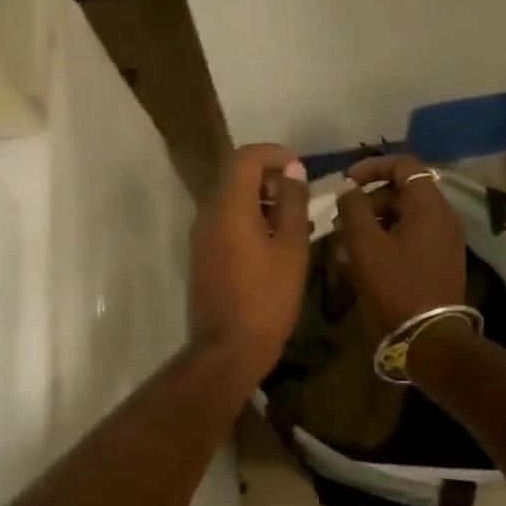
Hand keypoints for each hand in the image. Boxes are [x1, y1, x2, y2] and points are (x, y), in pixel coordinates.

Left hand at [189, 143, 311, 381]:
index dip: (274, 154)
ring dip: (264, 200)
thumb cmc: (266, 297)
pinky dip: (252, 220)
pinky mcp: (203, 254)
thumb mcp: (291, 247)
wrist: (226, 351)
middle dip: (271, 177)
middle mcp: (209, 213)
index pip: (246, 157)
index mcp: (229, 206)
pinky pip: (227, 222)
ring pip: (233, 200)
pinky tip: (279, 243)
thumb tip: (292, 170)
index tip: (300, 168)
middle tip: (302, 197)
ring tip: (298, 221)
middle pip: (237, 176)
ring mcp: (202, 235)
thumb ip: (292, 203)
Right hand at [333, 152, 466, 335]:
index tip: (345, 183)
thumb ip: (353, 208)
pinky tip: (357, 259)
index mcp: (428, 206)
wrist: (431, 341)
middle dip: (366, 201)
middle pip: (401, 191)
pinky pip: (408, 237)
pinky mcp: (437, 261)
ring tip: (342, 244)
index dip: (371, 167)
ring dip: (371, 223)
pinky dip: (384, 240)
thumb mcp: (366, 245)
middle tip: (339, 221)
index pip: (403, 165)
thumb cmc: (396, 286)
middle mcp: (441, 217)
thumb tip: (347, 186)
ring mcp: (442, 241)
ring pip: (402, 217)